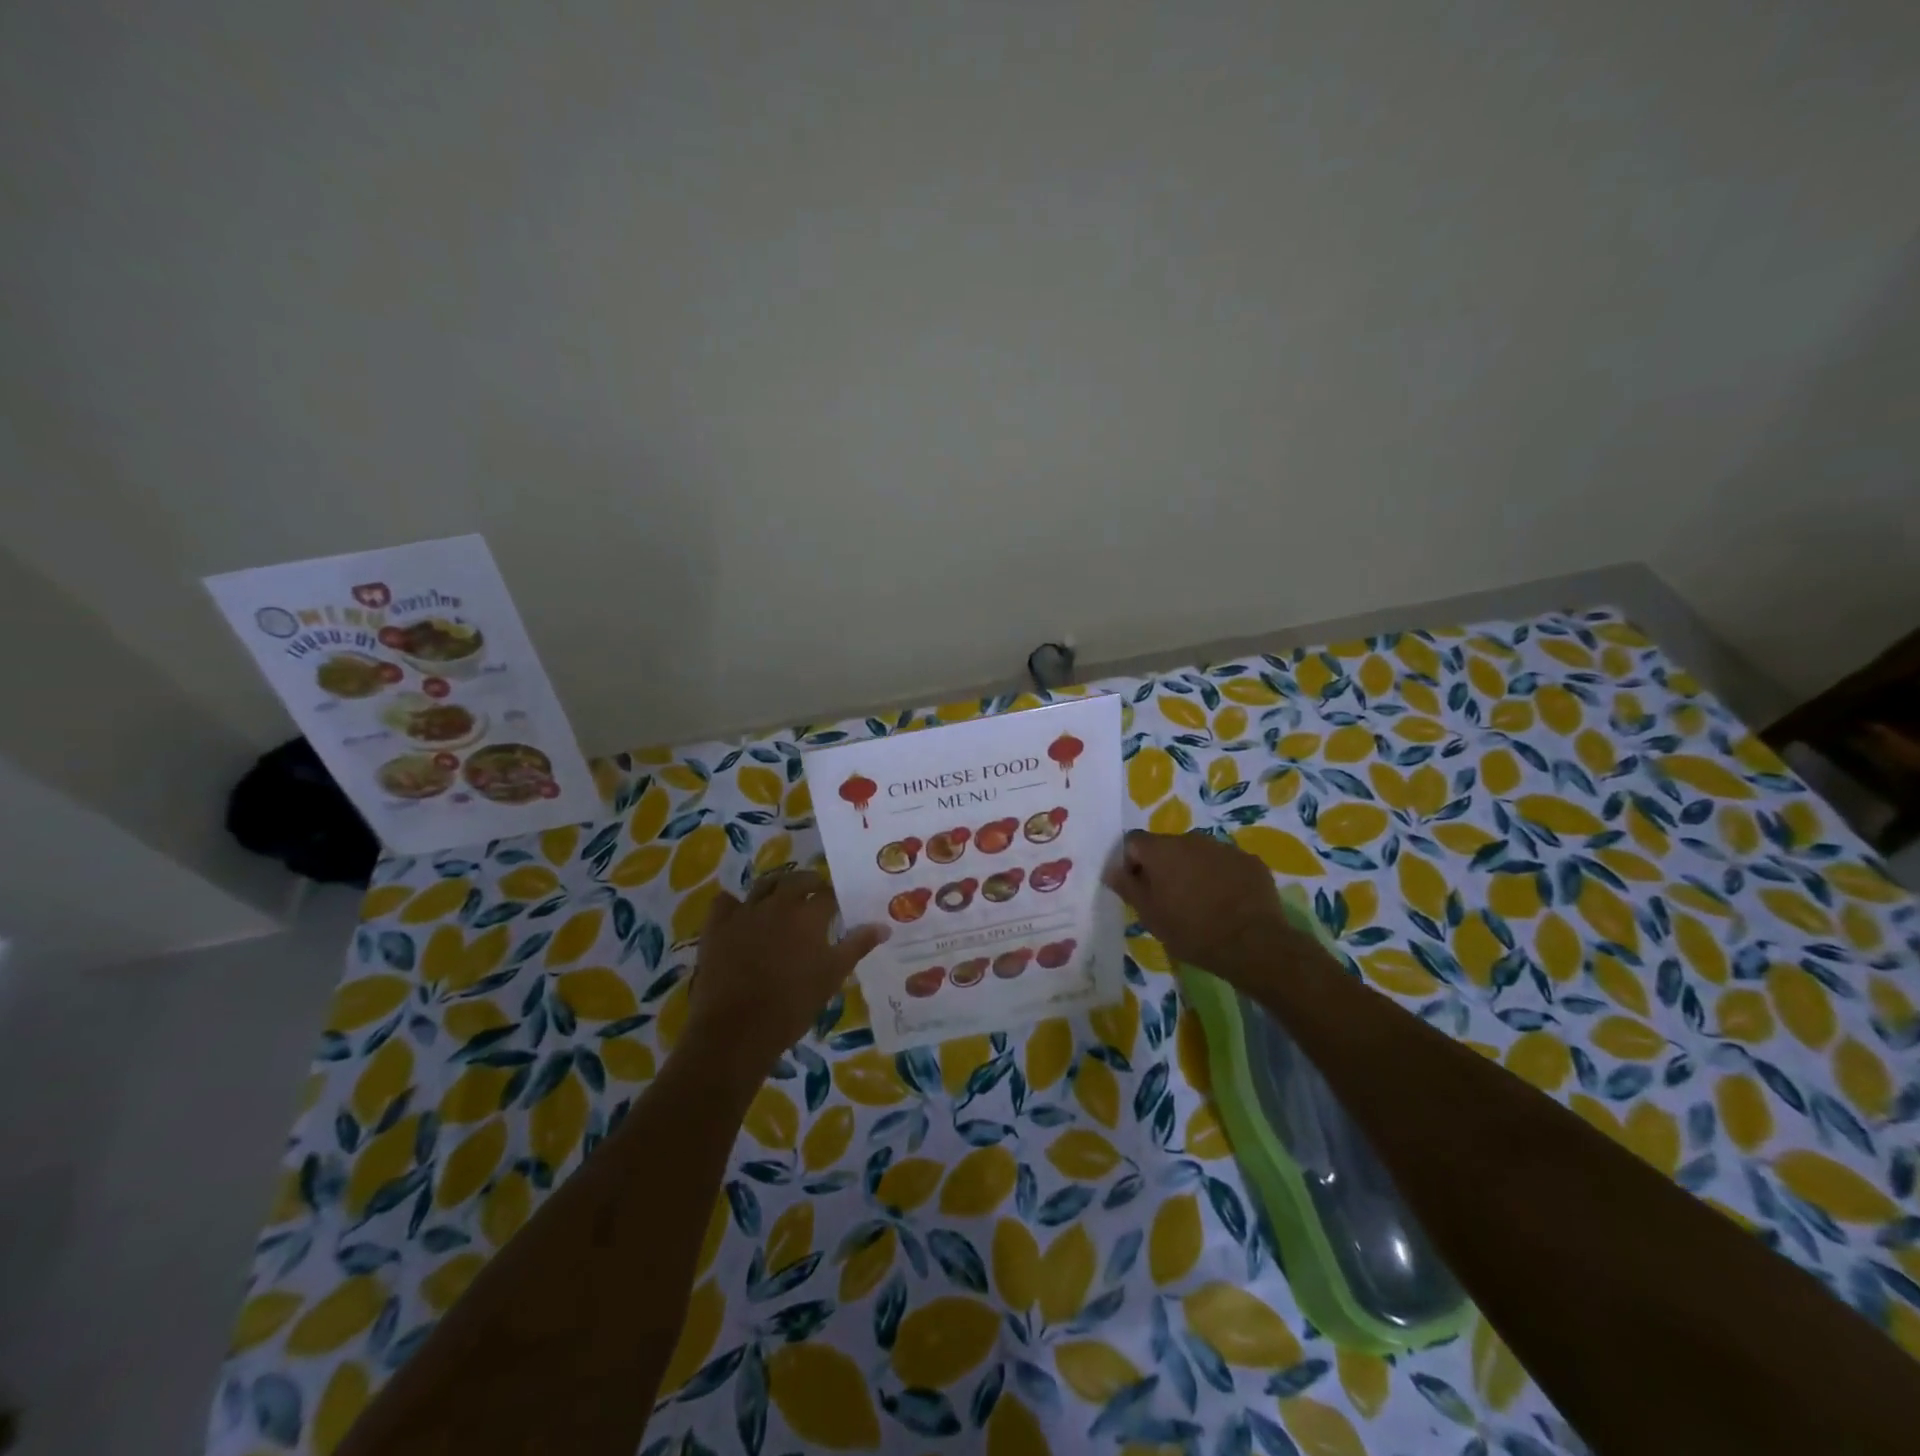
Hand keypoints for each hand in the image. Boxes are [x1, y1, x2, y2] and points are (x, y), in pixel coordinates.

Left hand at [685, 870, 887, 1077]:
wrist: (737, 1029)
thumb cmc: (793, 1005)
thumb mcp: (832, 976)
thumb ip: (857, 946)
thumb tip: (883, 926)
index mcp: (809, 915)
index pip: (828, 894)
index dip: (835, 897)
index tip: (839, 905)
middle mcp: (778, 904)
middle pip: (797, 880)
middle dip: (810, 883)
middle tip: (815, 894)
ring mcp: (744, 912)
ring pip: (764, 885)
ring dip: (777, 886)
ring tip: (783, 897)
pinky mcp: (717, 926)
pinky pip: (726, 902)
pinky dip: (736, 903)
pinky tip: (741, 912)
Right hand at [1103, 830, 1314, 987]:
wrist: (1252, 944)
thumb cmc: (1191, 930)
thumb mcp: (1149, 915)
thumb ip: (1127, 886)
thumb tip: (1111, 869)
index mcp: (1161, 849)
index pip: (1134, 842)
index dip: (1130, 862)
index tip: (1137, 888)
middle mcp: (1191, 839)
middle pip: (1167, 846)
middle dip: (1163, 867)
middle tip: (1168, 899)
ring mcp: (1224, 848)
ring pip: (1198, 854)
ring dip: (1192, 871)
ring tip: (1200, 903)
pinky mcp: (1250, 861)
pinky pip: (1225, 864)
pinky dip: (1221, 877)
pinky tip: (1227, 903)